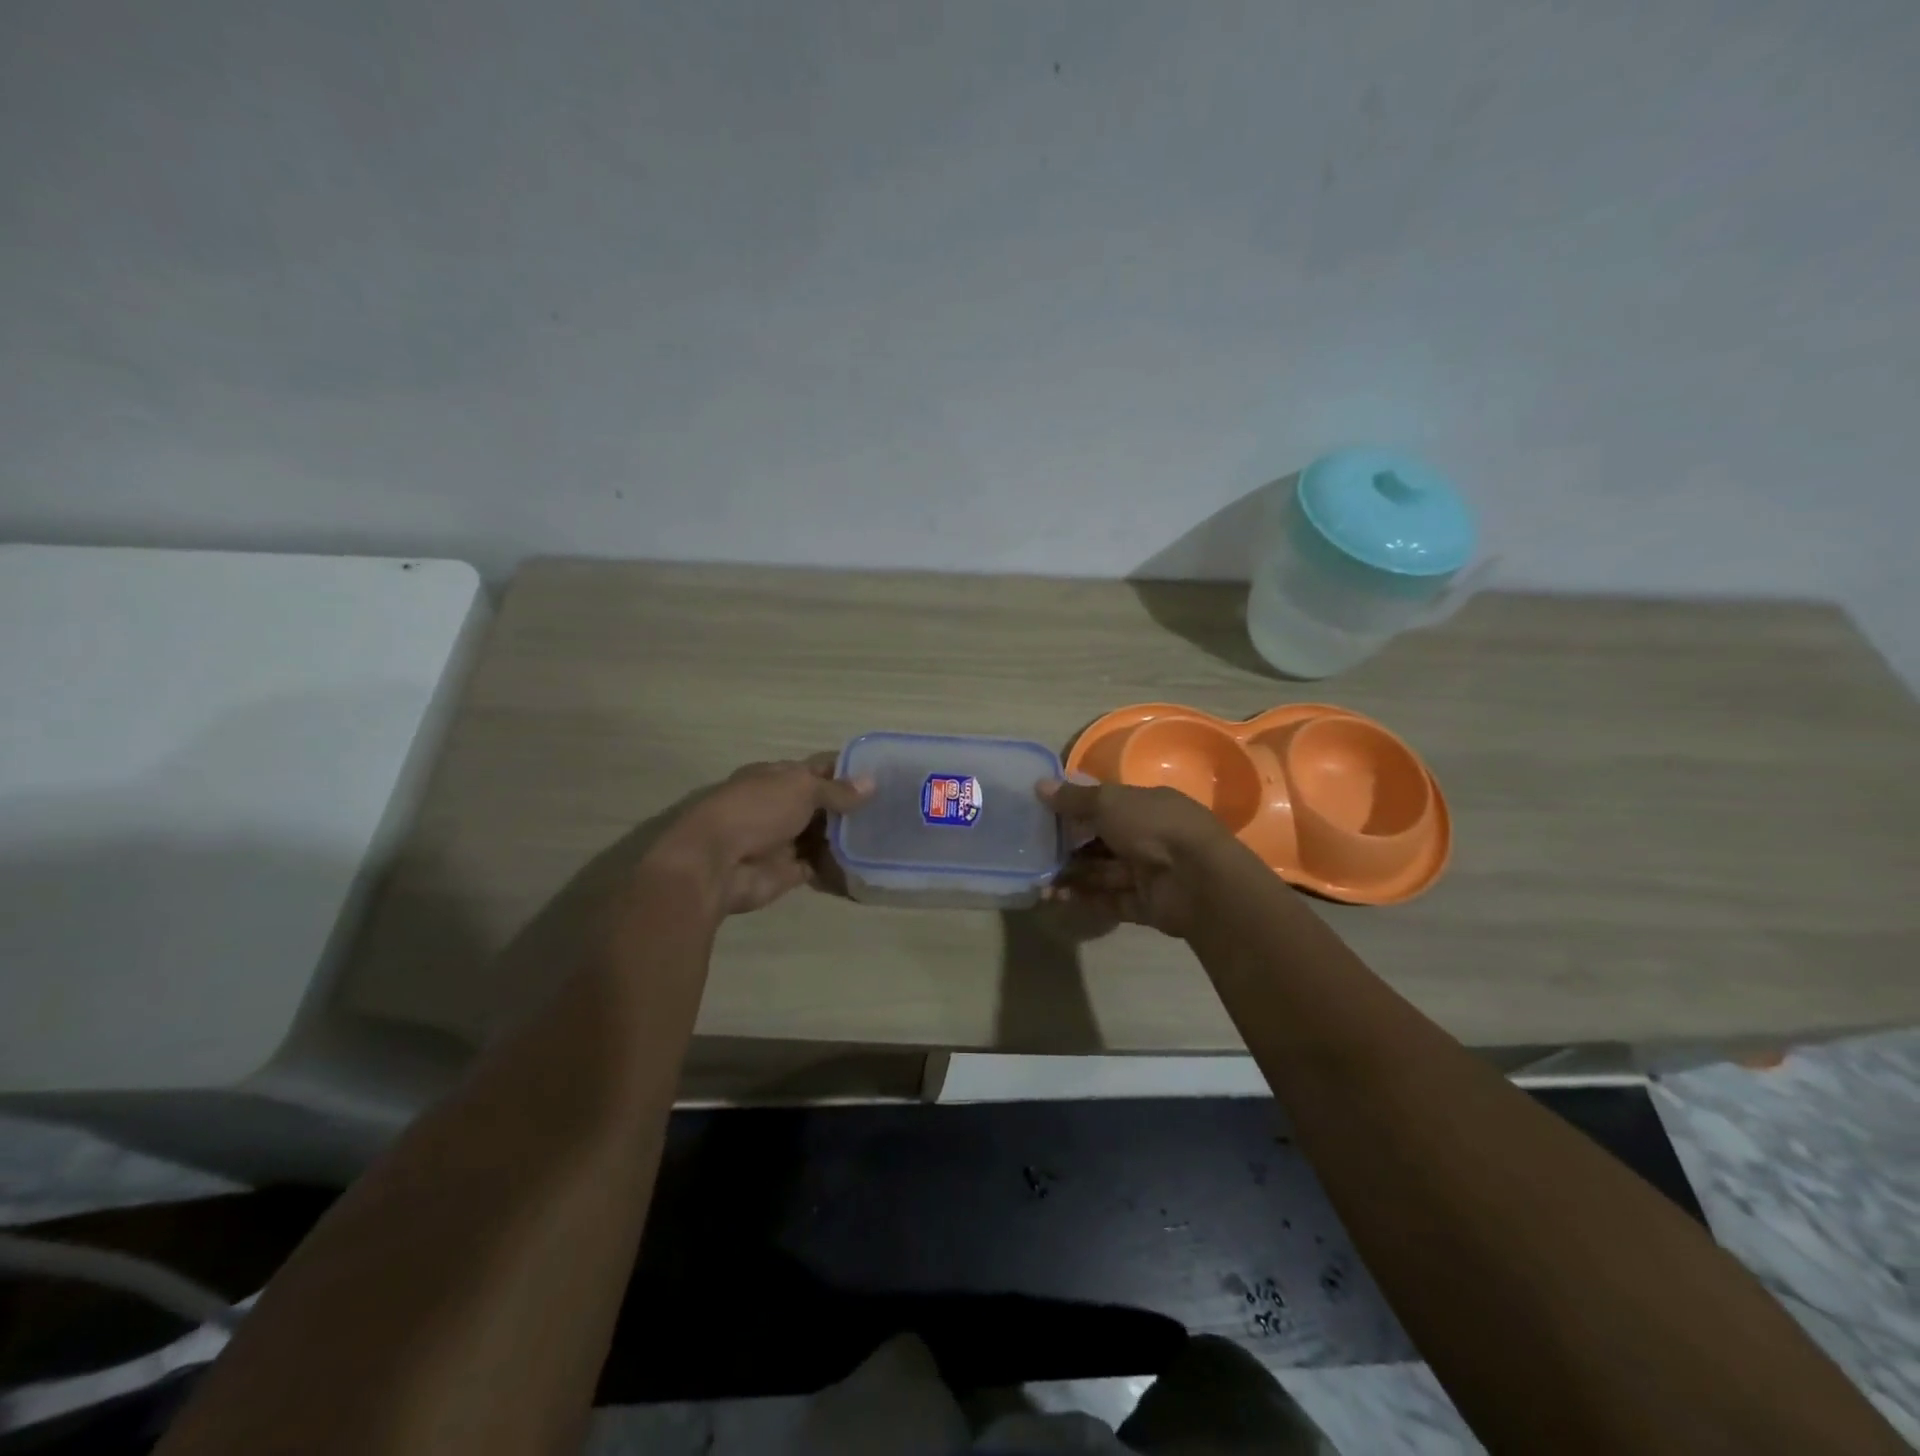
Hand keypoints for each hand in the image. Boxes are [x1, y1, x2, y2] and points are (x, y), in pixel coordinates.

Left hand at [650, 754, 874, 915]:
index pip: (819, 769)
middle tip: (896, 809)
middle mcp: (781, 805)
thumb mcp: (801, 788)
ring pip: (824, 836)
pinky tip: (869, 865)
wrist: (716, 864)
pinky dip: (840, 868)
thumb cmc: (757, 810)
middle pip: (824, 804)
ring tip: (889, 837)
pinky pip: (820, 867)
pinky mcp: (788, 871)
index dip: (849, 771)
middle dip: (854, 807)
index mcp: (778, 777)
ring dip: (849, 838)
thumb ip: (837, 790)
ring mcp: (784, 839)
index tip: (885, 775)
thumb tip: (872, 783)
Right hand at [1035, 776, 1234, 937]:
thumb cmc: (1153, 827)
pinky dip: (1084, 899)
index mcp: (1146, 805)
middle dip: (1070, 847)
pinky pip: (1109, 900)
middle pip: (1102, 841)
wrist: (1197, 880)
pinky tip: (1056, 898)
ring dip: (1072, 875)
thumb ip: (1074, 798)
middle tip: (1035, 853)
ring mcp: (1149, 872)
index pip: (1107, 805)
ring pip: (1103, 872)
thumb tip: (1039, 785)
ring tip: (1039, 881)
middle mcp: (1149, 836)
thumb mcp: (1108, 802)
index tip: (1044, 816)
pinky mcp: (1145, 904)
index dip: (1076, 809)